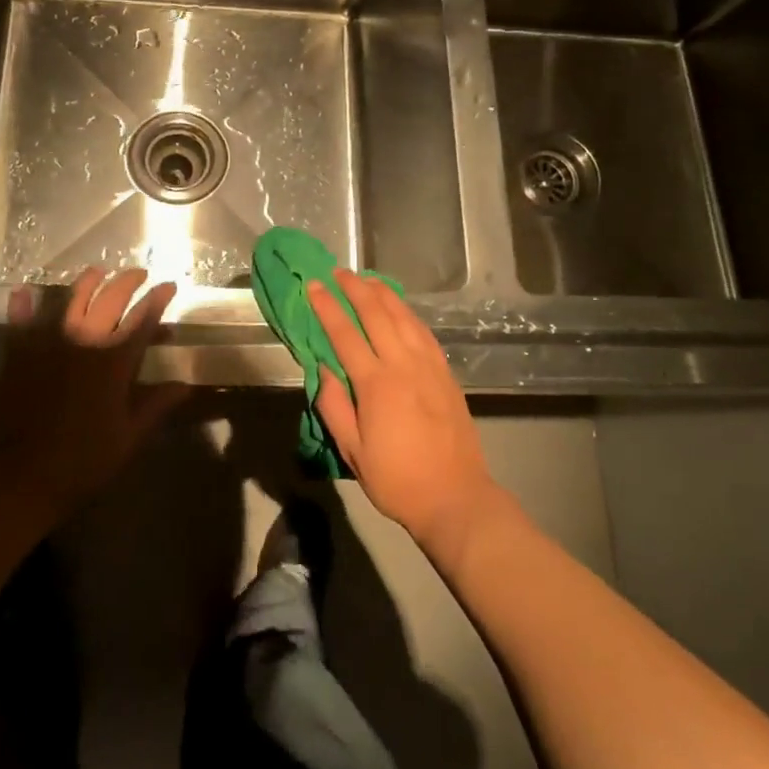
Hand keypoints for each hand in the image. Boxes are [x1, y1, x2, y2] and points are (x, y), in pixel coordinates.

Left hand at [0, 267, 188, 521]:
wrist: (17, 477)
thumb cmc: (81, 462)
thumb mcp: (127, 438)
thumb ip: (155, 406)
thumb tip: (185, 386)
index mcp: (115, 363)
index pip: (143, 320)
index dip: (157, 300)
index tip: (169, 285)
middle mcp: (85, 343)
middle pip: (110, 300)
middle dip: (127, 282)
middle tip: (138, 274)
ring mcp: (49, 346)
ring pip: (70, 302)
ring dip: (86, 283)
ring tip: (97, 272)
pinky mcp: (19, 356)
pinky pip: (21, 323)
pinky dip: (22, 306)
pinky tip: (22, 291)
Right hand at [309, 270, 506, 556]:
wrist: (455, 497)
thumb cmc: (397, 479)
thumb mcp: (353, 451)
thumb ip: (334, 405)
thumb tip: (322, 367)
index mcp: (376, 383)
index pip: (345, 334)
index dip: (326, 307)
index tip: (313, 285)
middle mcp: (403, 364)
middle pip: (376, 314)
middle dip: (354, 289)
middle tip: (338, 272)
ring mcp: (429, 365)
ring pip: (403, 316)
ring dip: (383, 293)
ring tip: (366, 278)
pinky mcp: (445, 372)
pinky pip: (423, 331)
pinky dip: (407, 312)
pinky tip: (400, 308)